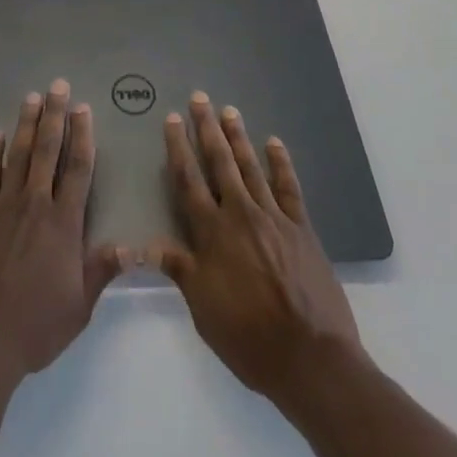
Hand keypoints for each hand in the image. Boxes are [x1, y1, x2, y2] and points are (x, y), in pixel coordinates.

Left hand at [0, 81, 127, 393]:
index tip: (83, 109)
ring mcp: (1, 208)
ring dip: (25, 124)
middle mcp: (34, 206)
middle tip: (57, 85)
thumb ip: (102, 270)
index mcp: (63, 224)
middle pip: (46, 151)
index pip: (77, 169)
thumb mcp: (78, 307)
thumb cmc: (35, 328)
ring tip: (30, 97)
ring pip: (16, 155)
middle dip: (54, 116)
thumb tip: (133, 246)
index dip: (82, 136)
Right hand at [151, 92, 366, 408]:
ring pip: (251, 167)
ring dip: (238, 137)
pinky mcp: (301, 228)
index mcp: (212, 234)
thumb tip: (145, 244)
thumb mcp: (203, 309)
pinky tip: (274, 143)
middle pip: (220, 163)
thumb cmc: (248, 338)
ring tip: (229, 110)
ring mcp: (274, 218)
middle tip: (199, 97)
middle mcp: (240, 215)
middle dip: (207, 129)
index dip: (178, 149)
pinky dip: (281, 163)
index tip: (172, 120)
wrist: (311, 358)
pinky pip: (289, 187)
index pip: (189, 181)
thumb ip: (179, 269)